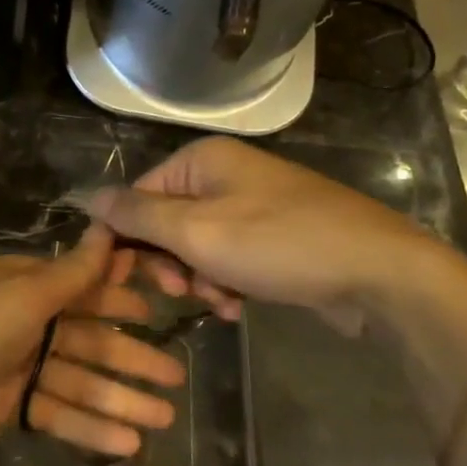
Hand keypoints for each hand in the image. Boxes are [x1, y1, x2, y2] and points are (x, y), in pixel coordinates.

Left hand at [0, 226, 185, 465]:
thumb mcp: (22, 296)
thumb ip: (71, 273)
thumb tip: (107, 229)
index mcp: (21, 285)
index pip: (82, 286)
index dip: (122, 295)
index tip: (165, 305)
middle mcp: (19, 321)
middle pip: (85, 338)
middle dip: (129, 357)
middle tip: (175, 377)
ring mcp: (10, 367)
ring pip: (75, 380)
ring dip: (118, 398)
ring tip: (164, 419)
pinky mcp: (0, 408)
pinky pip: (54, 413)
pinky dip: (87, 426)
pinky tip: (127, 443)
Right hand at [87, 137, 456, 332]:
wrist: (380, 273)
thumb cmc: (278, 245)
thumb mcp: (196, 231)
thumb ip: (137, 215)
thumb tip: (87, 196)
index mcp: (203, 159)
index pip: (138, 195)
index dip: (128, 237)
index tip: (131, 277)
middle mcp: (226, 173)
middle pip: (167, 220)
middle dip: (170, 262)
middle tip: (182, 290)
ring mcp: (254, 204)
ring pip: (198, 245)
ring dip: (199, 278)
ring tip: (221, 301)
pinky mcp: (276, 235)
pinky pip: (230, 257)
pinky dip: (227, 282)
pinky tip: (238, 306)